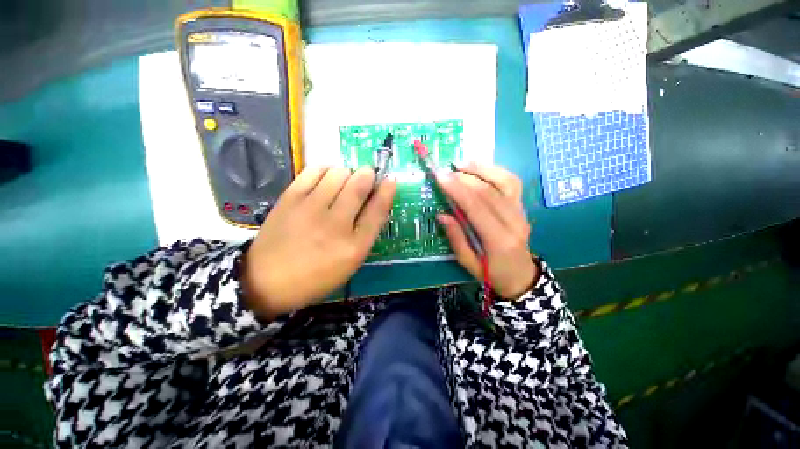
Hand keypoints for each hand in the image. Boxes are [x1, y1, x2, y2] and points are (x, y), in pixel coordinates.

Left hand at [243, 167, 395, 317]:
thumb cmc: (316, 275)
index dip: (387, 191)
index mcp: (354, 246)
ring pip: (338, 174)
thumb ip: (365, 233)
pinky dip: (325, 169)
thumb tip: (376, 202)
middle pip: (359, 186)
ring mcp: (311, 209)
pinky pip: (314, 171)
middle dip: (367, 175)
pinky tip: (326, 178)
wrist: (267, 280)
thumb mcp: (349, 262)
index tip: (390, 179)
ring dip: (347, 173)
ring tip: (343, 182)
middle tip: (367, 175)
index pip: (378, 210)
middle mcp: (335, 225)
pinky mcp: (290, 199)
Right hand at [436, 163, 537, 298]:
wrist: (521, 277)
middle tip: (445, 172)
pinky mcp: (522, 207)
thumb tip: (442, 215)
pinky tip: (479, 168)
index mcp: (499, 240)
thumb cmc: (491, 274)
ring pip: (504, 181)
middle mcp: (514, 222)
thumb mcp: (468, 262)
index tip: (440, 177)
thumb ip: (456, 238)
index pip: (477, 207)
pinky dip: (495, 171)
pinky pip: (511, 182)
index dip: (457, 189)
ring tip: (461, 164)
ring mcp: (522, 212)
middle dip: (464, 178)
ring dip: (481, 169)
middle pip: (489, 191)